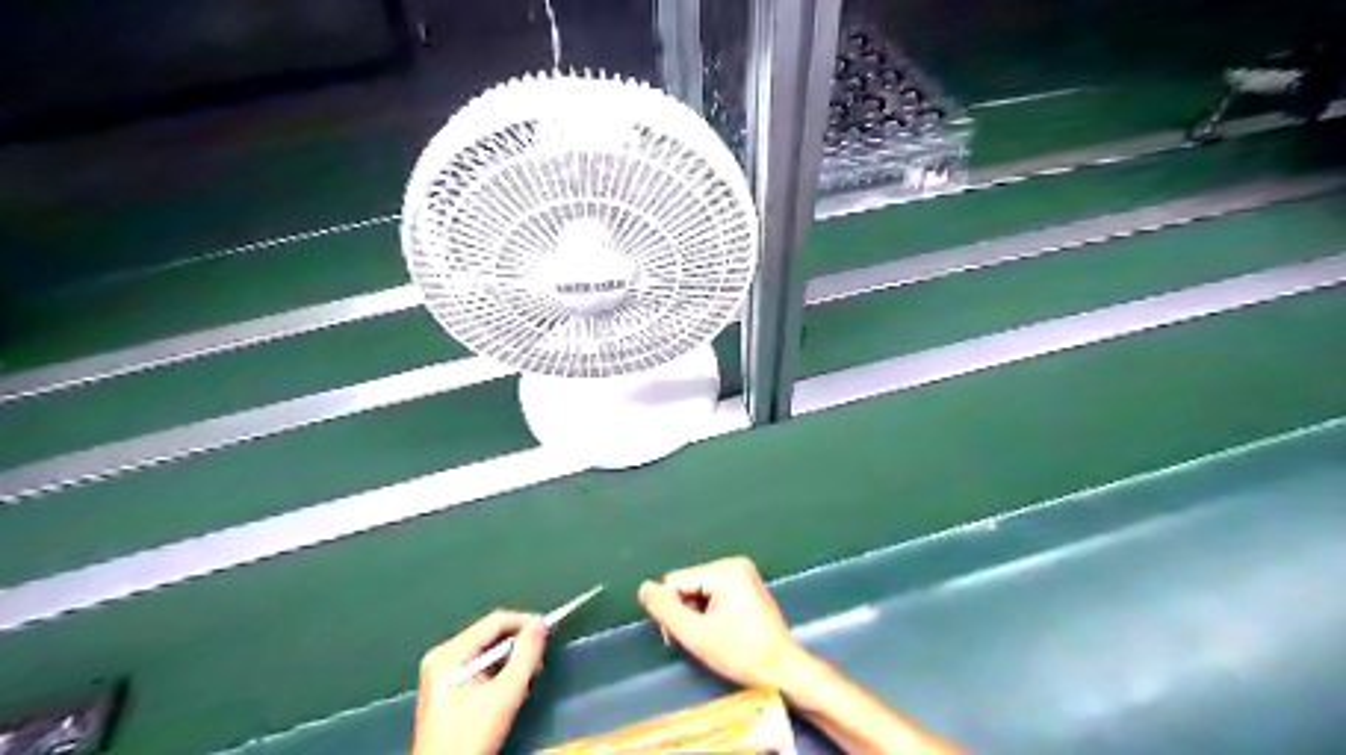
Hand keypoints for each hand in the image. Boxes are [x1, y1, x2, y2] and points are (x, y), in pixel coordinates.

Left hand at [417, 611, 552, 754]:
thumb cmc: (470, 738)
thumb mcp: (505, 695)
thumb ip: (525, 656)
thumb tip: (540, 625)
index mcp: (449, 654)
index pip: (494, 621)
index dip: (524, 622)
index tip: (549, 631)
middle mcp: (442, 656)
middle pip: (489, 635)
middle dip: (517, 644)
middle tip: (539, 659)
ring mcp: (441, 672)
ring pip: (486, 650)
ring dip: (509, 659)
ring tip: (526, 675)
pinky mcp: (446, 687)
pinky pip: (478, 665)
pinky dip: (497, 671)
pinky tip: (508, 687)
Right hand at [638, 556, 802, 688]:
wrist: (784, 671)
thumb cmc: (742, 654)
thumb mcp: (697, 634)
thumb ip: (666, 610)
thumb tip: (644, 587)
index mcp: (725, 569)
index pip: (675, 582)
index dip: (673, 611)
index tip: (682, 637)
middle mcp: (734, 564)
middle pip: (687, 585)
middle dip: (684, 613)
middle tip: (695, 641)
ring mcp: (742, 575)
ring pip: (698, 592)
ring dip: (695, 616)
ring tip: (707, 640)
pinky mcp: (746, 588)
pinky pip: (713, 595)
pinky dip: (708, 615)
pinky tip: (718, 634)